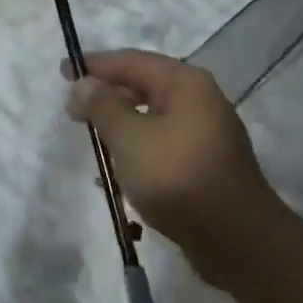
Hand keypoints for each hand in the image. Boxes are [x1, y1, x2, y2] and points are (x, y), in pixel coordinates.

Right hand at [63, 50, 282, 290]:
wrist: (237, 241)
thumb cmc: (177, 176)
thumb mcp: (129, 137)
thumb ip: (102, 106)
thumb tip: (84, 83)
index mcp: (184, 83)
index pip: (130, 61)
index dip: (94, 65)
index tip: (64, 71)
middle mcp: (199, 101)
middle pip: (142, 88)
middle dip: (106, 98)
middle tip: (73, 112)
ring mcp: (205, 135)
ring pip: (151, 120)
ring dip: (120, 130)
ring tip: (93, 144)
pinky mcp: (205, 166)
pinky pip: (161, 148)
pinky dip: (138, 154)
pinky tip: (117, 177)